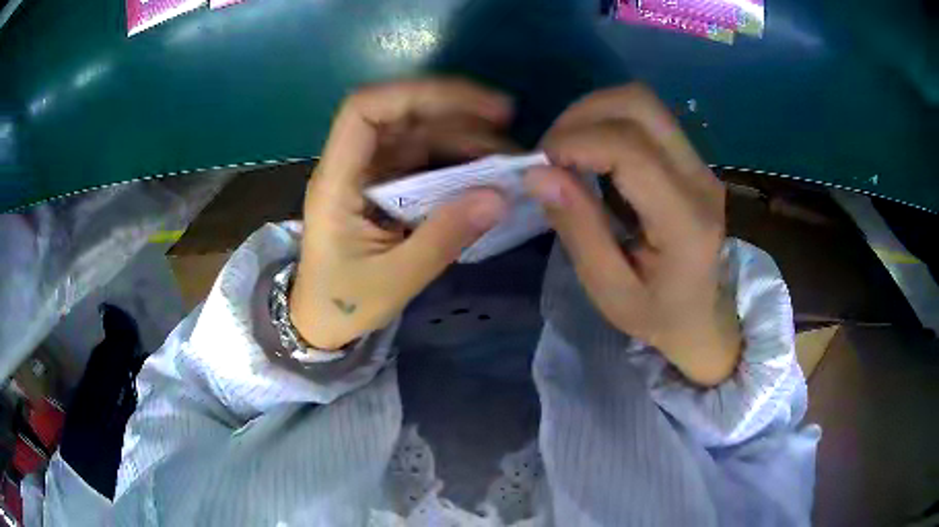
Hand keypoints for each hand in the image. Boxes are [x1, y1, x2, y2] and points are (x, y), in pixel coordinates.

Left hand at [290, 79, 512, 349]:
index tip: (473, 106)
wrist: (322, 322)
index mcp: (336, 181)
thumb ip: (444, 237)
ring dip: (461, 134)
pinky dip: (456, 159)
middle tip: (506, 120)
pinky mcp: (385, 188)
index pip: (364, 110)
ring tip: (507, 150)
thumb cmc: (344, 303)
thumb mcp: (395, 279)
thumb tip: (499, 197)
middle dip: (453, 109)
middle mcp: (351, 166)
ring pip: (415, 134)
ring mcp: (369, 175)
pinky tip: (487, 168)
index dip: (416, 95)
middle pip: (398, 115)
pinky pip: (422, 160)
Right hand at [524, 84, 740, 385]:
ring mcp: (701, 165)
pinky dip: (608, 122)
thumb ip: (578, 229)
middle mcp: (700, 179)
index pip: (630, 148)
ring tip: (568, 151)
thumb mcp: (610, 290)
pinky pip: (647, 119)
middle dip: (583, 114)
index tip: (539, 166)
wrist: (707, 319)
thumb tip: (538, 173)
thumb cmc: (659, 317)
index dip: (575, 142)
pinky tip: (592, 155)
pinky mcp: (693, 161)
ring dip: (594, 114)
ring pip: (642, 102)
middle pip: (639, 103)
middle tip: (552, 152)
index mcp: (686, 221)